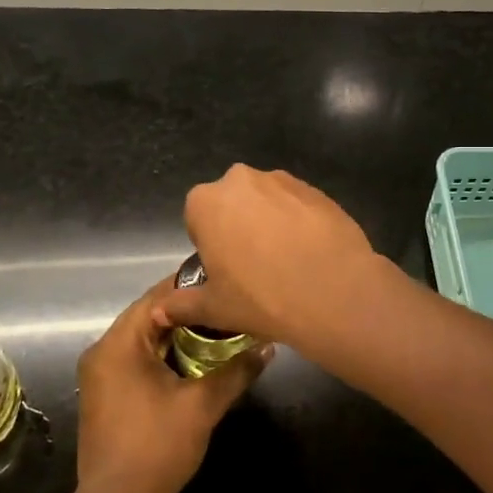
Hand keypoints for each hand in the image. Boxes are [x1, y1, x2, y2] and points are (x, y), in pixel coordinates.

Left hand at [75, 279, 270, 492]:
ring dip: (179, 335)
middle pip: (149, 317)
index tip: (226, 283)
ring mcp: (100, 376)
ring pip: (145, 340)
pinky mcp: (106, 395)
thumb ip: (237, 370)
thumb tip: (269, 347)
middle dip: (190, 313)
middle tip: (229, 307)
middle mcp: (102, 353)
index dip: (192, 288)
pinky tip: (197, 361)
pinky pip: (138, 360)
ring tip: (221, 330)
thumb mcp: (203, 404)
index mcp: (118, 345)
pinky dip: (166, 355)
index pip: (156, 298)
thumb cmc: (157, 447)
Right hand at [155, 165, 384, 349]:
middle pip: (234, 203)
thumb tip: (159, 312)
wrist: (333, 292)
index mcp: (207, 202)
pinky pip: (300, 205)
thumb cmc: (261, 298)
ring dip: (271, 222)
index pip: (198, 218)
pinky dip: (301, 223)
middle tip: (255, 266)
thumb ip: (181, 305)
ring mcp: (284, 180)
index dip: (211, 245)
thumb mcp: (214, 308)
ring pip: (268, 201)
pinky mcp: (318, 190)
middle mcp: (242, 180)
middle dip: (240, 227)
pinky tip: (311, 253)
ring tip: (287, 261)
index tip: (226, 270)